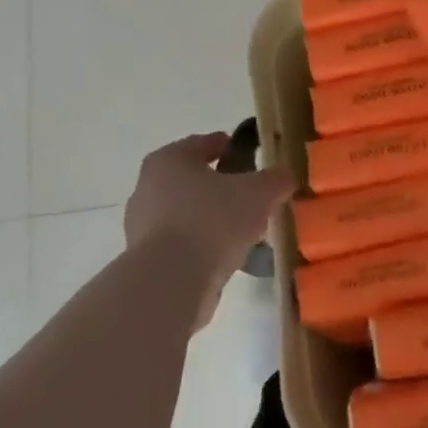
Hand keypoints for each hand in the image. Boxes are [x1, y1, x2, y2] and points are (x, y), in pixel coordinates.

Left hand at [125, 132, 293, 327]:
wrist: (170, 283)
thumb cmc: (212, 221)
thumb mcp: (259, 193)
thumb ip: (276, 179)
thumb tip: (285, 176)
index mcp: (170, 160)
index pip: (201, 144)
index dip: (226, 146)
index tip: (247, 153)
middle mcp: (148, 189)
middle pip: (192, 181)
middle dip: (220, 187)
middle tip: (250, 194)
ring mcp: (142, 228)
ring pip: (187, 215)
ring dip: (212, 220)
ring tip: (244, 231)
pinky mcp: (146, 262)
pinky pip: (182, 245)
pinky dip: (203, 247)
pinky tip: (228, 257)